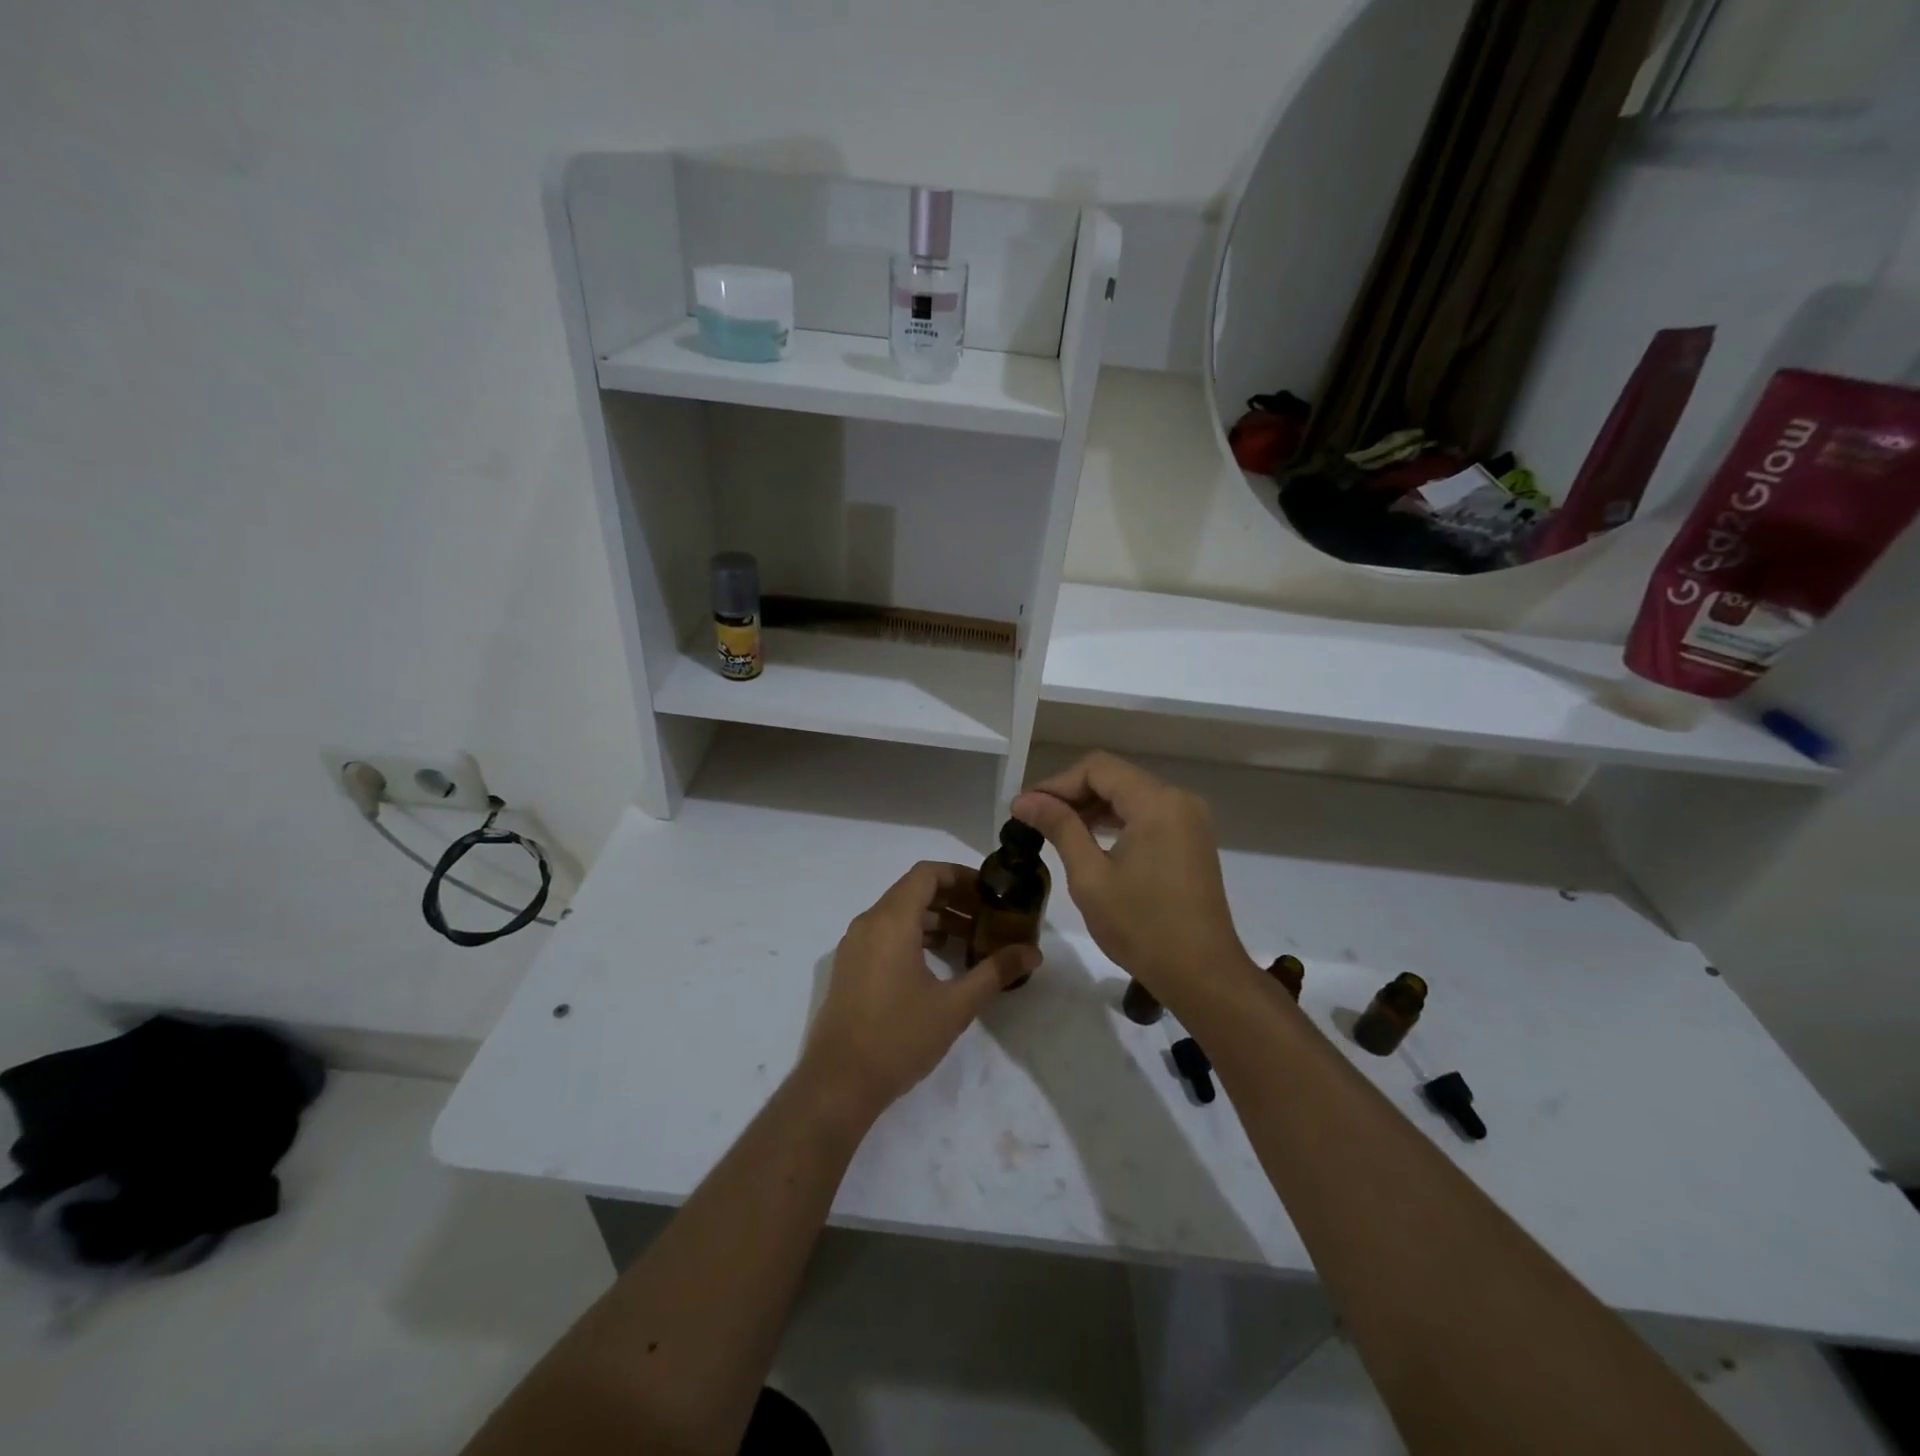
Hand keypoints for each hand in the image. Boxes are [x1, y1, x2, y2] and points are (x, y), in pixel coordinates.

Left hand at [798, 861, 1039, 1121]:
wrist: (838, 1083)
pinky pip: (886, 933)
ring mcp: (855, 945)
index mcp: (891, 921)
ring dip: (935, 918)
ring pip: (899, 913)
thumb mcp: (955, 1005)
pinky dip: (915, 935)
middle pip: (914, 891)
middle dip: (953, 898)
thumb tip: (1033, 952)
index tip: (990, 891)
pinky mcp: (850, 967)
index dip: (960, 875)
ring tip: (971, 939)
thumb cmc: (899, 1037)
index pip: (927, 874)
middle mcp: (869, 923)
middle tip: (988, 916)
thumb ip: (995, 972)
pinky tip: (940, 961)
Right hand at [1012, 753, 1254, 1014]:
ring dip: (1092, 807)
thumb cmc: (1142, 926)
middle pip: (1115, 777)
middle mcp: (1178, 800)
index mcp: (1157, 802)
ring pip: (1130, 795)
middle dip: (1072, 794)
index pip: (1097, 769)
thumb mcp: (1091, 876)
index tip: (1025, 808)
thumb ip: (1060, 828)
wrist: (1202, 974)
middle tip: (1034, 819)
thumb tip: (1025, 800)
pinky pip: (1147, 814)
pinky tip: (1089, 840)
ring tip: (1054, 829)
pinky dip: (1116, 821)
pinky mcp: (1191, 839)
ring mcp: (1189, 820)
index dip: (1056, 783)